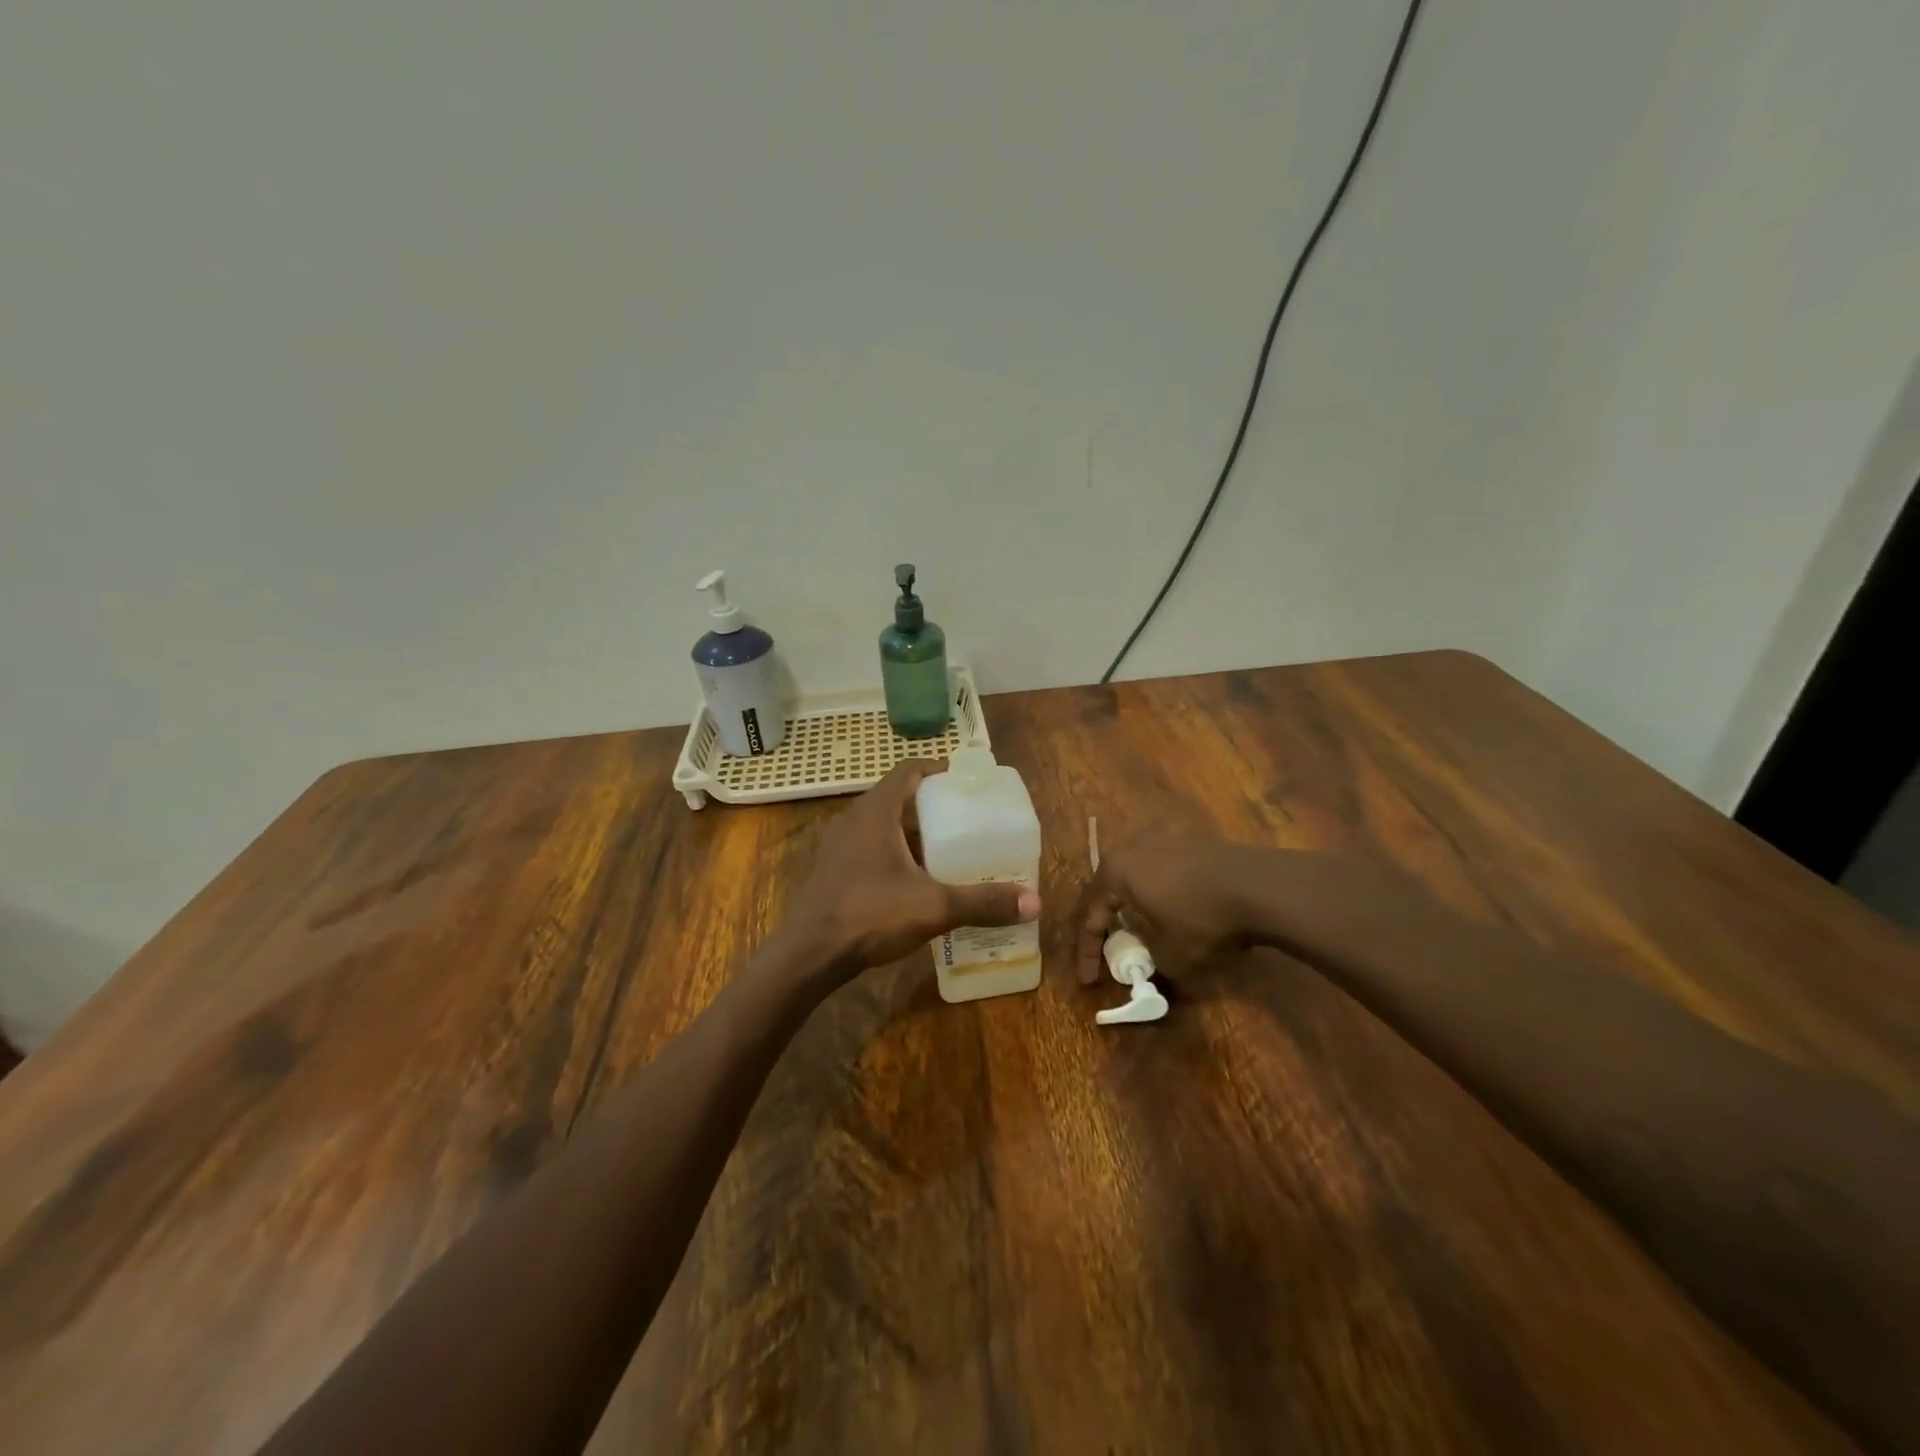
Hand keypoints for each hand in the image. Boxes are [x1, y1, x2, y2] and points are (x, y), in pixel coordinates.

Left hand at [776, 760, 1040, 982]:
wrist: (808, 955)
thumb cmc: (869, 915)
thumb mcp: (933, 907)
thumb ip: (982, 902)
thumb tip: (1034, 902)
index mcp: (876, 811)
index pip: (909, 770)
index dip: (939, 770)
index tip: (967, 782)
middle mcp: (854, 819)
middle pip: (898, 798)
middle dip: (932, 806)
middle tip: (966, 820)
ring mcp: (838, 846)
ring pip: (882, 826)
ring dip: (912, 832)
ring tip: (947, 850)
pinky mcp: (832, 870)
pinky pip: (869, 848)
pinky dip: (895, 853)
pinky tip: (914, 881)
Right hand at [1074, 834, 1277, 983]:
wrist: (1260, 887)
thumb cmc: (1202, 920)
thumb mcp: (1169, 955)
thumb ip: (1147, 958)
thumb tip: (1148, 956)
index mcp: (1115, 872)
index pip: (1089, 915)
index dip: (1086, 952)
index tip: (1087, 981)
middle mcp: (1132, 847)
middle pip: (1108, 889)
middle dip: (1105, 922)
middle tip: (1106, 949)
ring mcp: (1164, 839)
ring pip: (1136, 876)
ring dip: (1133, 905)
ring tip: (1137, 930)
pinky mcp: (1192, 842)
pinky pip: (1162, 871)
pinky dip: (1159, 894)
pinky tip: (1170, 911)